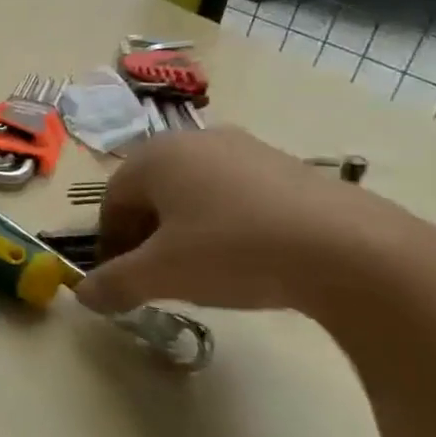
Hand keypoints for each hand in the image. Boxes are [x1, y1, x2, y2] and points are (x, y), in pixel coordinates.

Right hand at [71, 127, 426, 316]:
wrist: (352, 251)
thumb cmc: (233, 251)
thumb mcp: (161, 275)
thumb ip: (113, 284)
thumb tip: (82, 296)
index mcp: (154, 157)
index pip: (111, 201)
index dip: (110, 244)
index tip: (122, 280)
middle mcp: (194, 141)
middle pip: (150, 193)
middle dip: (146, 236)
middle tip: (158, 276)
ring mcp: (245, 149)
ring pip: (192, 193)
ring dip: (184, 231)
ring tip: (203, 270)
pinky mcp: (287, 166)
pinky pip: (234, 194)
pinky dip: (225, 224)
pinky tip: (247, 257)